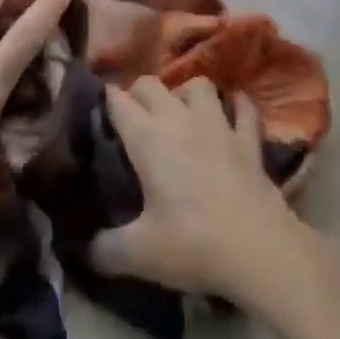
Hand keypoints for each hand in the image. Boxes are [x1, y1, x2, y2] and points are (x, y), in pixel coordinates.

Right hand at [91, 77, 316, 305]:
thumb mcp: (139, 254)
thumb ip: (103, 250)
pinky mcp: (249, 139)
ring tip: (180, 113)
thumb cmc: (193, 244)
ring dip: (185, 93)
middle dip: (137, 94)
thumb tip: (80, 251)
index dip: (104, 101)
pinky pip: (244, 108)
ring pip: (197, 85)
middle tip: (132, 119)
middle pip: (150, 84)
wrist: (259, 250)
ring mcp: (218, 124)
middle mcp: (179, 118)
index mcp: (147, 137)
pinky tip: (232, 114)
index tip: (97, 114)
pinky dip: (237, 106)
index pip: (116, 100)